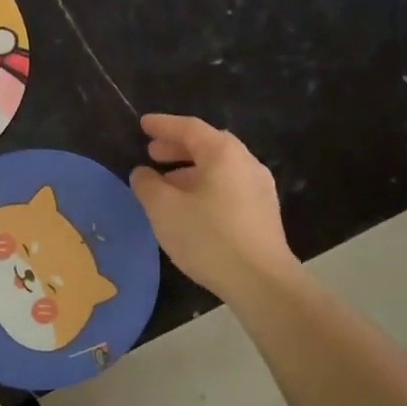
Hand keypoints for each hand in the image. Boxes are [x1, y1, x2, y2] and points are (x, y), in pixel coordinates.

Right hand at [129, 113, 298, 302]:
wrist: (260, 281)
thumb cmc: (208, 237)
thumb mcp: (164, 209)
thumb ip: (148, 185)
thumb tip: (143, 173)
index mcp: (223, 153)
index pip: (189, 128)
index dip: (163, 125)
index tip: (143, 125)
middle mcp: (246, 163)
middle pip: (208, 146)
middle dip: (177, 148)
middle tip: (152, 153)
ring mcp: (259, 188)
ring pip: (219, 169)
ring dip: (190, 171)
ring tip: (166, 184)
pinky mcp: (263, 213)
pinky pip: (229, 188)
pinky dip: (205, 187)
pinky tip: (190, 207)